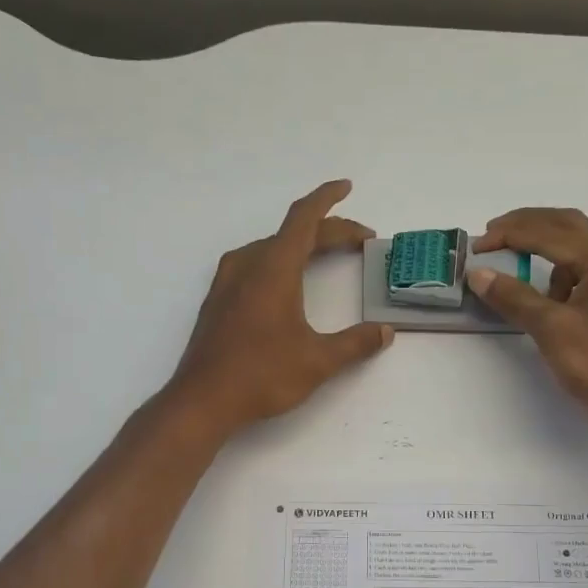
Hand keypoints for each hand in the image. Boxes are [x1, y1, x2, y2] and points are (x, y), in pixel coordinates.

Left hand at [167, 180, 394, 434]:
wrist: (201, 401)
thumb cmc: (261, 375)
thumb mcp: (318, 361)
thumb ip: (355, 343)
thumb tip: (385, 332)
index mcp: (273, 268)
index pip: (304, 218)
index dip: (327, 199)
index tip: (346, 186)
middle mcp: (248, 265)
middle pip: (292, 233)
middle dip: (329, 232)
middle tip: (360, 240)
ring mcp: (227, 281)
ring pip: (271, 247)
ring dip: (302, 245)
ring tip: (326, 254)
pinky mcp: (218, 300)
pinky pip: (254, 263)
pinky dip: (280, 260)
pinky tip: (287, 281)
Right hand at [468, 208, 587, 457]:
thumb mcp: (553, 330)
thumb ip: (514, 297)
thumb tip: (478, 274)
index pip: (549, 232)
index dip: (509, 234)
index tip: (475, 245)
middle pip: (567, 227)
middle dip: (526, 227)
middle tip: (491, 235)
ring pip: (577, 249)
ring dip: (543, 250)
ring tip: (513, 266)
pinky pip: (584, 274)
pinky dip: (559, 276)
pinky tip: (544, 298)